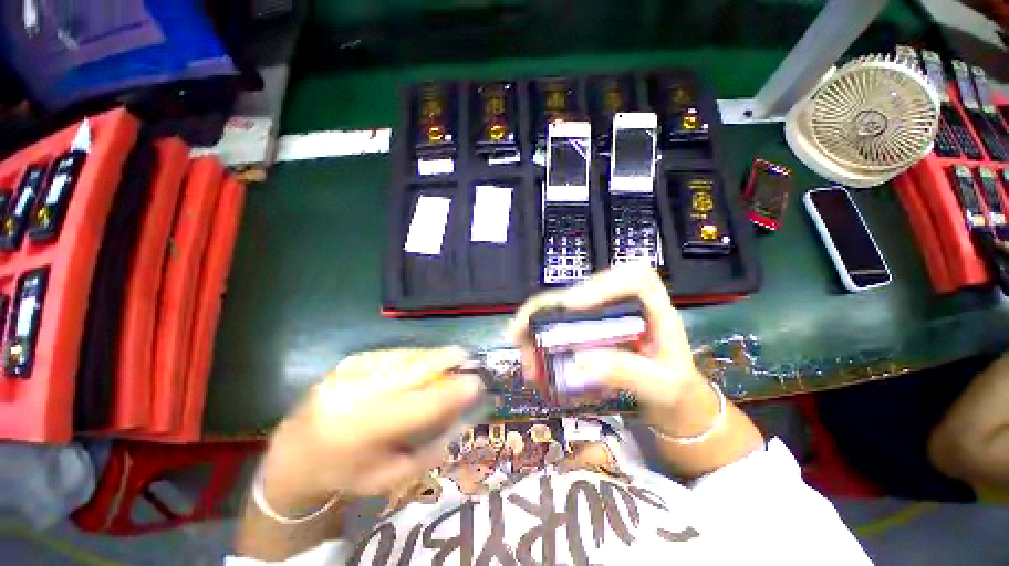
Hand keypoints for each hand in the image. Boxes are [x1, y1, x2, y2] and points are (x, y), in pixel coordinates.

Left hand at [258, 347, 482, 511]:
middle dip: (446, 360)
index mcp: (366, 433)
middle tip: (468, 358)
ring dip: (433, 356)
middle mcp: (358, 394)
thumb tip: (464, 415)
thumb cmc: (349, 472)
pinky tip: (422, 361)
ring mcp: (351, 372)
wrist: (295, 454)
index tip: (477, 382)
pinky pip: (393, 354)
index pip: (422, 407)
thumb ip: (432, 446)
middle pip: (414, 370)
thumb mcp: (393, 475)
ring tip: (450, 357)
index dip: (453, 391)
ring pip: (406, 356)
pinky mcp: (350, 361)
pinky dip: (414, 356)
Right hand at [510, 263, 710, 434]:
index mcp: (653, 306)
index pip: (633, 276)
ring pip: (562, 306)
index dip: (600, 284)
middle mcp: (621, 303)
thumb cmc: (674, 387)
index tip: (571, 306)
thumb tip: (581, 360)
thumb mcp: (661, 386)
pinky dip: (540, 338)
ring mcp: (600, 314)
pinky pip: (558, 324)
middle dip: (547, 307)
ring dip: (536, 324)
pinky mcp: (585, 328)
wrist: (669, 398)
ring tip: (520, 348)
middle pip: (582, 289)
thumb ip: (628, 372)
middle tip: (522, 330)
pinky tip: (533, 358)